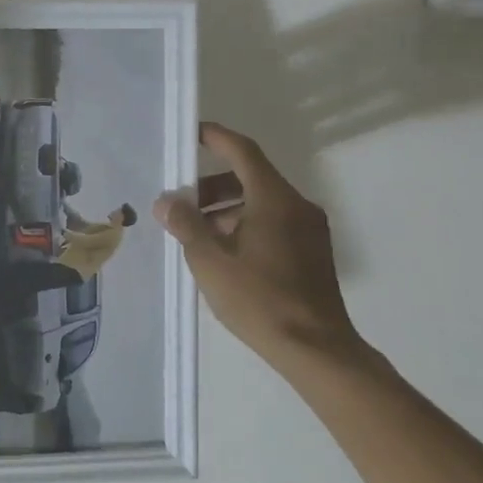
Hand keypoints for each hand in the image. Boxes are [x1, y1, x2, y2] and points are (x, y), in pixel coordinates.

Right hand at [154, 123, 361, 369]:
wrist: (316, 349)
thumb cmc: (259, 299)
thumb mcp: (210, 261)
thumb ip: (186, 225)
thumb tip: (167, 202)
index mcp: (274, 199)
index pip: (242, 152)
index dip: (215, 138)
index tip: (190, 134)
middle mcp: (296, 205)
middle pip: (249, 178)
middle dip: (210, 186)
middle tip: (178, 204)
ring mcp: (309, 229)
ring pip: (260, 203)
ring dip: (225, 210)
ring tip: (194, 234)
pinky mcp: (312, 252)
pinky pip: (273, 223)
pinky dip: (244, 225)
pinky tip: (222, 253)